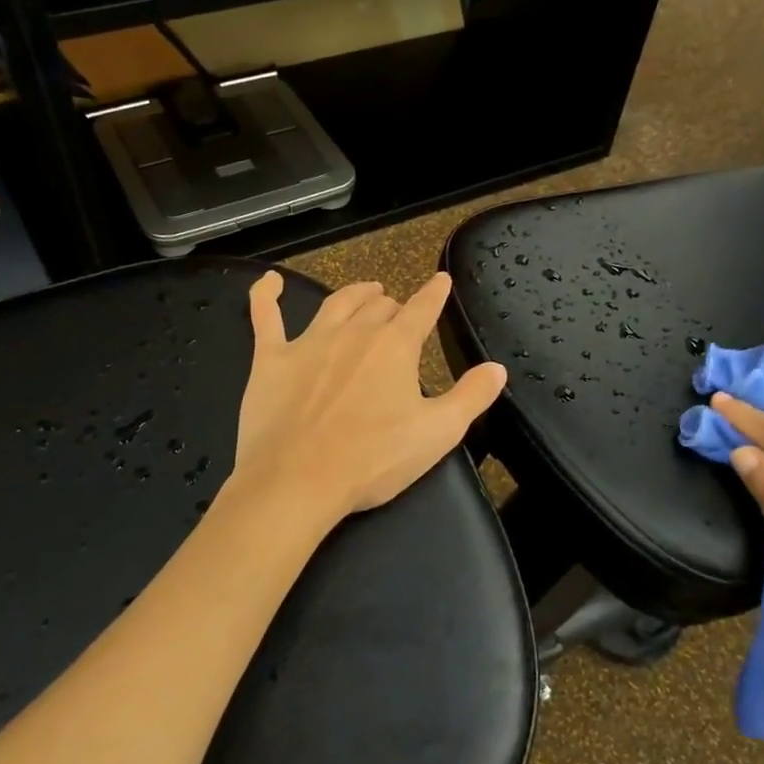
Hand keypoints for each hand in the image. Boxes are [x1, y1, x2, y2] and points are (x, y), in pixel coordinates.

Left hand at [230, 271, 506, 529]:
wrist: (297, 481)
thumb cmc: (373, 460)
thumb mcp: (438, 434)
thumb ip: (471, 397)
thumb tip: (497, 368)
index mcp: (395, 347)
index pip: (422, 310)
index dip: (435, 294)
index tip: (441, 281)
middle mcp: (353, 333)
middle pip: (378, 307)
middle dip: (394, 305)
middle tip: (399, 312)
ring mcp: (308, 342)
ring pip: (335, 304)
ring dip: (354, 294)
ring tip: (365, 290)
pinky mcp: (271, 359)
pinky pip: (265, 316)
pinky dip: (267, 294)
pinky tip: (270, 282)